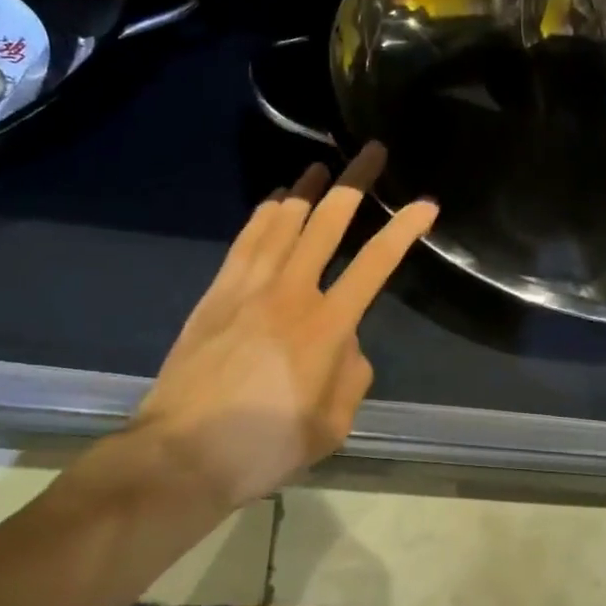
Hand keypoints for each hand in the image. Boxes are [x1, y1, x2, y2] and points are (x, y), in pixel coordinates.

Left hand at [121, 144, 437, 509]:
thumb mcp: (332, 427)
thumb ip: (352, 376)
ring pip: (281, 222)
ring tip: (321, 165)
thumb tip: (346, 343)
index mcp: (325, 326)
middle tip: (371, 150)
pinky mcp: (216, 294)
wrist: (180, 455)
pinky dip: (263, 215)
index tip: (425, 204)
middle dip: (354, 183)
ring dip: (304, 190)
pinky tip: (273, 201)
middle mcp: (289, 293)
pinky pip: (245, 242)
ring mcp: (248, 288)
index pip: (375, 264)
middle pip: (326, 223)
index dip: (404, 230)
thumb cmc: (263, 447)